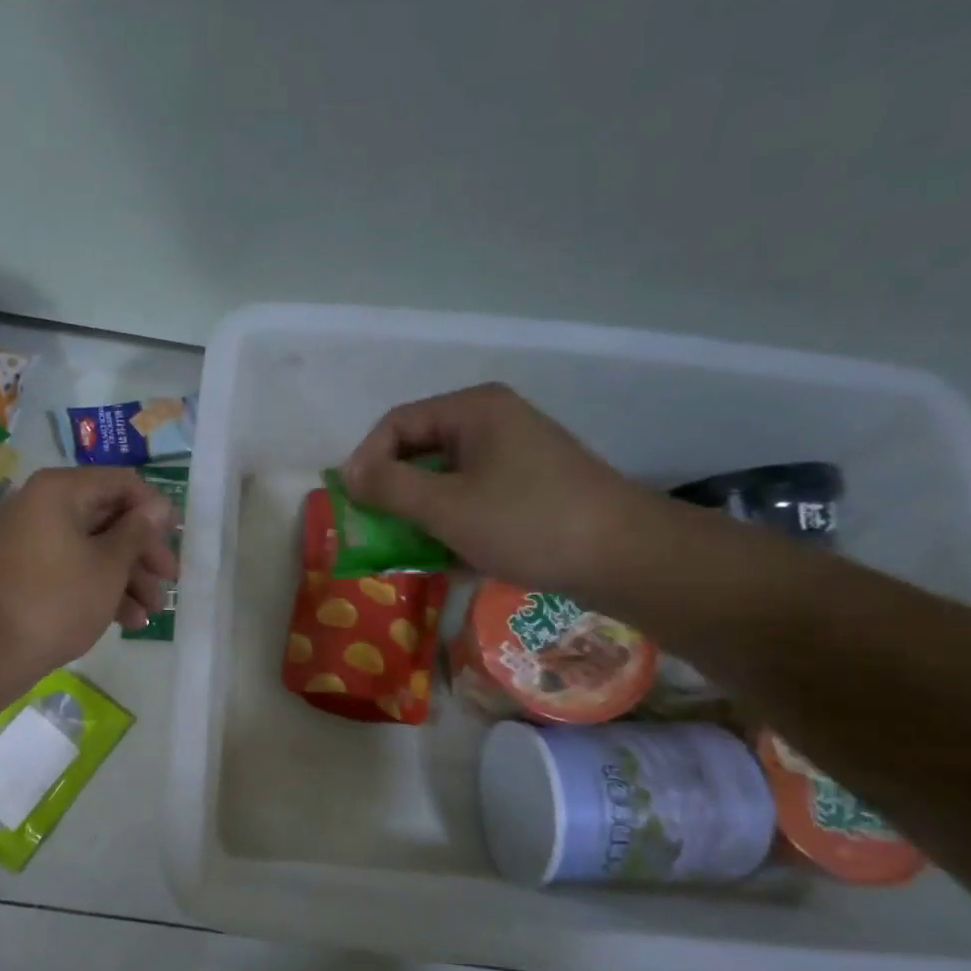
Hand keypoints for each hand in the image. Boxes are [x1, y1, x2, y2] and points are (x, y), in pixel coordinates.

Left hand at [0, 467, 178, 669]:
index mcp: (60, 490)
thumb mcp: (110, 564)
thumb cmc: (61, 598)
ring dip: (127, 577)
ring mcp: (31, 539)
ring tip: (152, 612)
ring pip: (92, 547)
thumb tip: (159, 507)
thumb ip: (138, 532)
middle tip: (169, 581)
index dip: (154, 510)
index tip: (176, 539)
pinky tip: (128, 621)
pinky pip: (71, 566)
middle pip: (108, 518)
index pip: (121, 483)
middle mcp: (41, 505)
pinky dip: (99, 587)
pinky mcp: (26, 571)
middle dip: (142, 553)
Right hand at [341, 384, 657, 593]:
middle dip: (394, 494)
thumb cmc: (528, 523)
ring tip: (413, 553)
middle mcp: (492, 423)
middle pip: (419, 451)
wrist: (625, 558)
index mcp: (473, 410)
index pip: (396, 424)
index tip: (353, 505)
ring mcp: (513, 456)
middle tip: (378, 533)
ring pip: (445, 480)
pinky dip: (453, 525)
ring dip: (421, 516)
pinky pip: (472, 499)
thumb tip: (345, 473)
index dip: (366, 461)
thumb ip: (389, 487)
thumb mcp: (446, 507)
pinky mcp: (528, 488)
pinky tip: (452, 560)